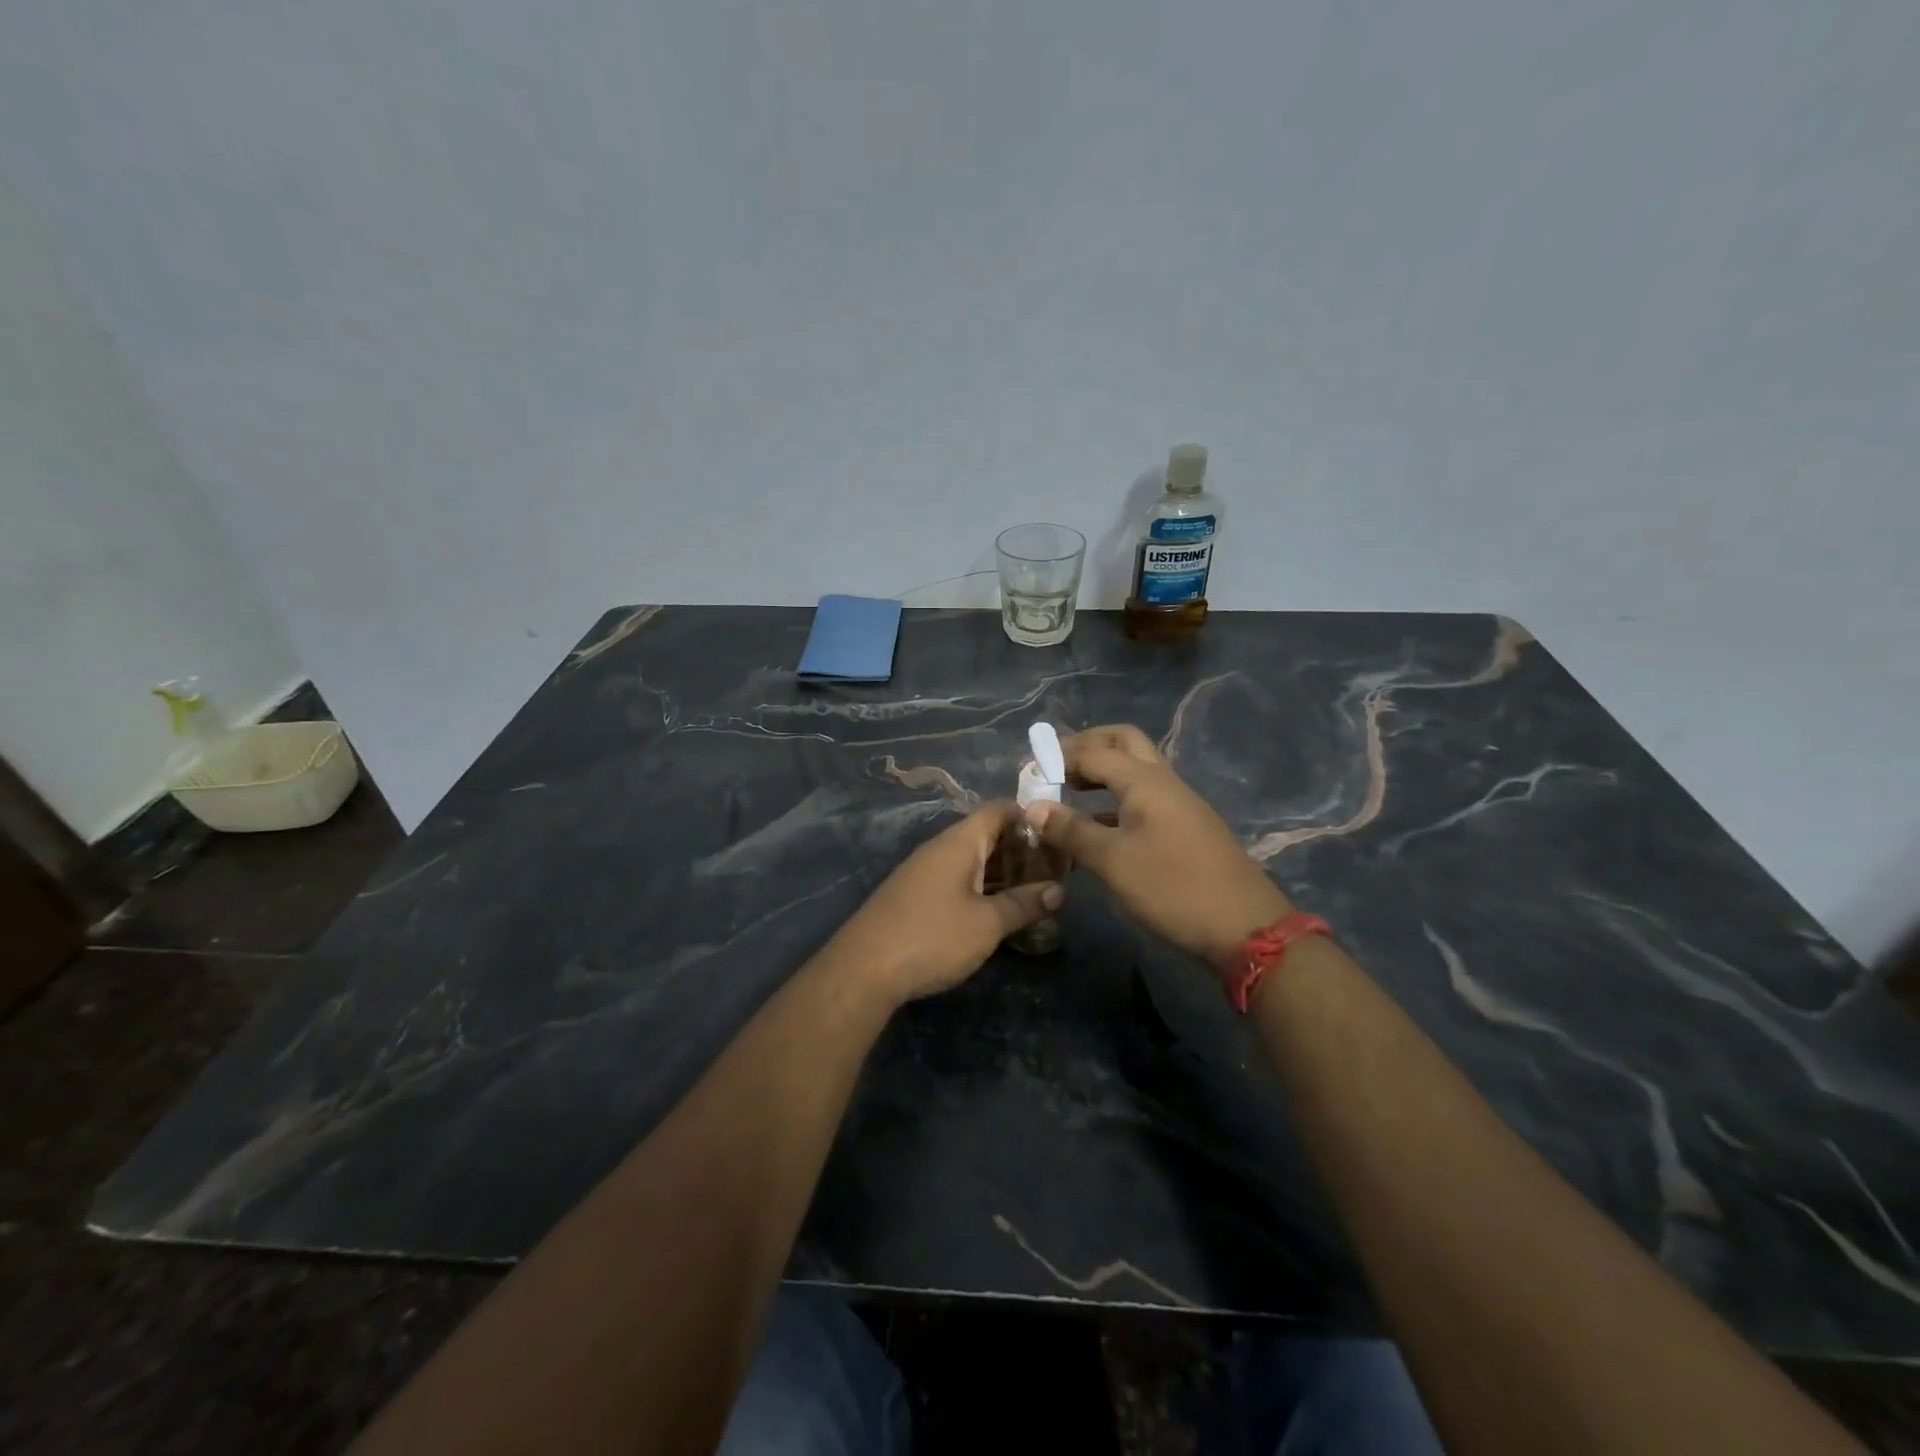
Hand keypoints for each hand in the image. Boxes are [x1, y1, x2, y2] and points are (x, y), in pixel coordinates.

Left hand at [821, 801, 1063, 1006]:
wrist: (863, 970)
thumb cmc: (932, 936)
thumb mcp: (986, 924)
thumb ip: (1024, 904)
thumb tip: (1059, 891)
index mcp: (959, 842)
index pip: (998, 810)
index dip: (1029, 817)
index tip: (1058, 836)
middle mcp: (940, 849)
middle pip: (986, 835)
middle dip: (1021, 850)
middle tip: (1055, 872)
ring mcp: (923, 872)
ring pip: (972, 861)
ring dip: (1002, 873)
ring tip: (1034, 893)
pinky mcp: (915, 896)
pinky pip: (956, 880)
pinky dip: (981, 888)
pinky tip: (997, 911)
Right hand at [1025, 725, 1291, 965]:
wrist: (1246, 927)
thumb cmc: (1172, 888)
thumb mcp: (1112, 861)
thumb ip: (1071, 830)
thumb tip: (1033, 806)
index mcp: (1145, 780)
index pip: (1093, 751)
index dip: (1057, 757)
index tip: (1026, 773)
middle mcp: (1164, 781)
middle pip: (1122, 742)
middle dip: (1086, 747)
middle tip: (1055, 767)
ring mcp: (1179, 803)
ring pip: (1136, 769)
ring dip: (1102, 772)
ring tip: (1068, 791)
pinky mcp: (1186, 827)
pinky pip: (1144, 796)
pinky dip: (1116, 798)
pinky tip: (1097, 826)